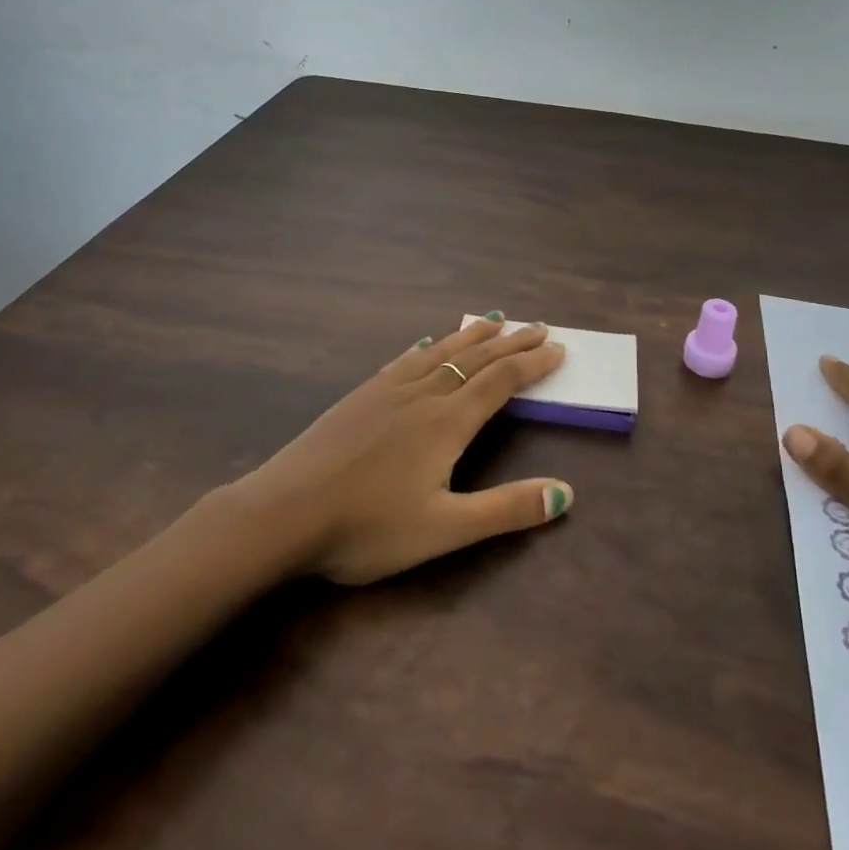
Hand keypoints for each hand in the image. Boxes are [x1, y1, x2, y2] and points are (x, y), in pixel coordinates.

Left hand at [233, 316, 573, 584]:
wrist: (283, 513)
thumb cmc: (366, 527)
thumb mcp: (444, 529)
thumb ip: (505, 510)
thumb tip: (565, 494)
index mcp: (447, 422)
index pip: (501, 382)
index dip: (532, 364)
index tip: (557, 348)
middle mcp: (422, 395)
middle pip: (476, 359)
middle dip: (511, 343)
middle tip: (538, 327)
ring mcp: (387, 390)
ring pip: (440, 351)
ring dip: (472, 335)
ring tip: (494, 319)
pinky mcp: (360, 395)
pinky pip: (405, 359)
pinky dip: (428, 346)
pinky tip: (425, 343)